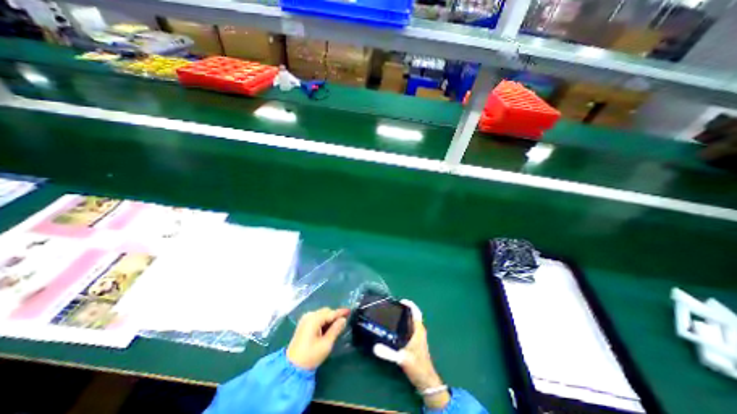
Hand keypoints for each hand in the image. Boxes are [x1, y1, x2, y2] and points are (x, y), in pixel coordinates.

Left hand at [286, 309, 347, 370]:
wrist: (292, 367)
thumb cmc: (310, 356)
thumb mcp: (326, 344)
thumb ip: (335, 330)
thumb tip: (343, 320)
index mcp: (314, 319)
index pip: (331, 313)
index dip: (341, 312)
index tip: (349, 311)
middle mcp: (309, 316)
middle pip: (326, 311)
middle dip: (334, 316)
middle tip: (342, 324)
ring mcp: (305, 319)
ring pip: (321, 314)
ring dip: (328, 319)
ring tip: (334, 329)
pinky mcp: (303, 324)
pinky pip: (316, 318)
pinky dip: (322, 322)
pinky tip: (325, 330)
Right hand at [375, 299, 448, 407]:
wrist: (426, 380)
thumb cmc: (417, 366)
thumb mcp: (402, 359)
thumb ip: (388, 353)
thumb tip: (375, 347)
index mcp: (418, 330)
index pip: (416, 312)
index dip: (410, 304)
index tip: (401, 301)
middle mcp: (419, 331)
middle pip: (414, 315)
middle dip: (405, 309)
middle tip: (394, 307)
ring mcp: (419, 337)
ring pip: (412, 322)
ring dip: (405, 316)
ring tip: (394, 315)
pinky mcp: (417, 342)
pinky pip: (411, 328)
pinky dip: (405, 324)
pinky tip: (396, 328)